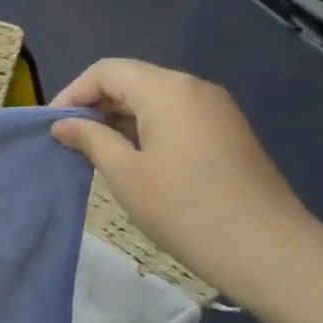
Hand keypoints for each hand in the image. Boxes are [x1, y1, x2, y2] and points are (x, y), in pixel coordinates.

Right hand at [52, 60, 322, 308]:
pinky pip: (175, 116)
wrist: (268, 251)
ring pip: (153, 99)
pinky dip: (146, 129)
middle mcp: (193, 88)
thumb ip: (91, 140)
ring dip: (119, 119)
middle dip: (95, 105)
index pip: (106, 71)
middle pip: (131, 80)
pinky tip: (134, 162)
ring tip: (96, 154)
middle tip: (70, 142)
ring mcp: (216, 110)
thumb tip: (63, 124)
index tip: (53, 127)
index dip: (73, 93)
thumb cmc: (185, 209)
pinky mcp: (227, 133)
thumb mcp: (125, 174)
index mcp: (167, 90)